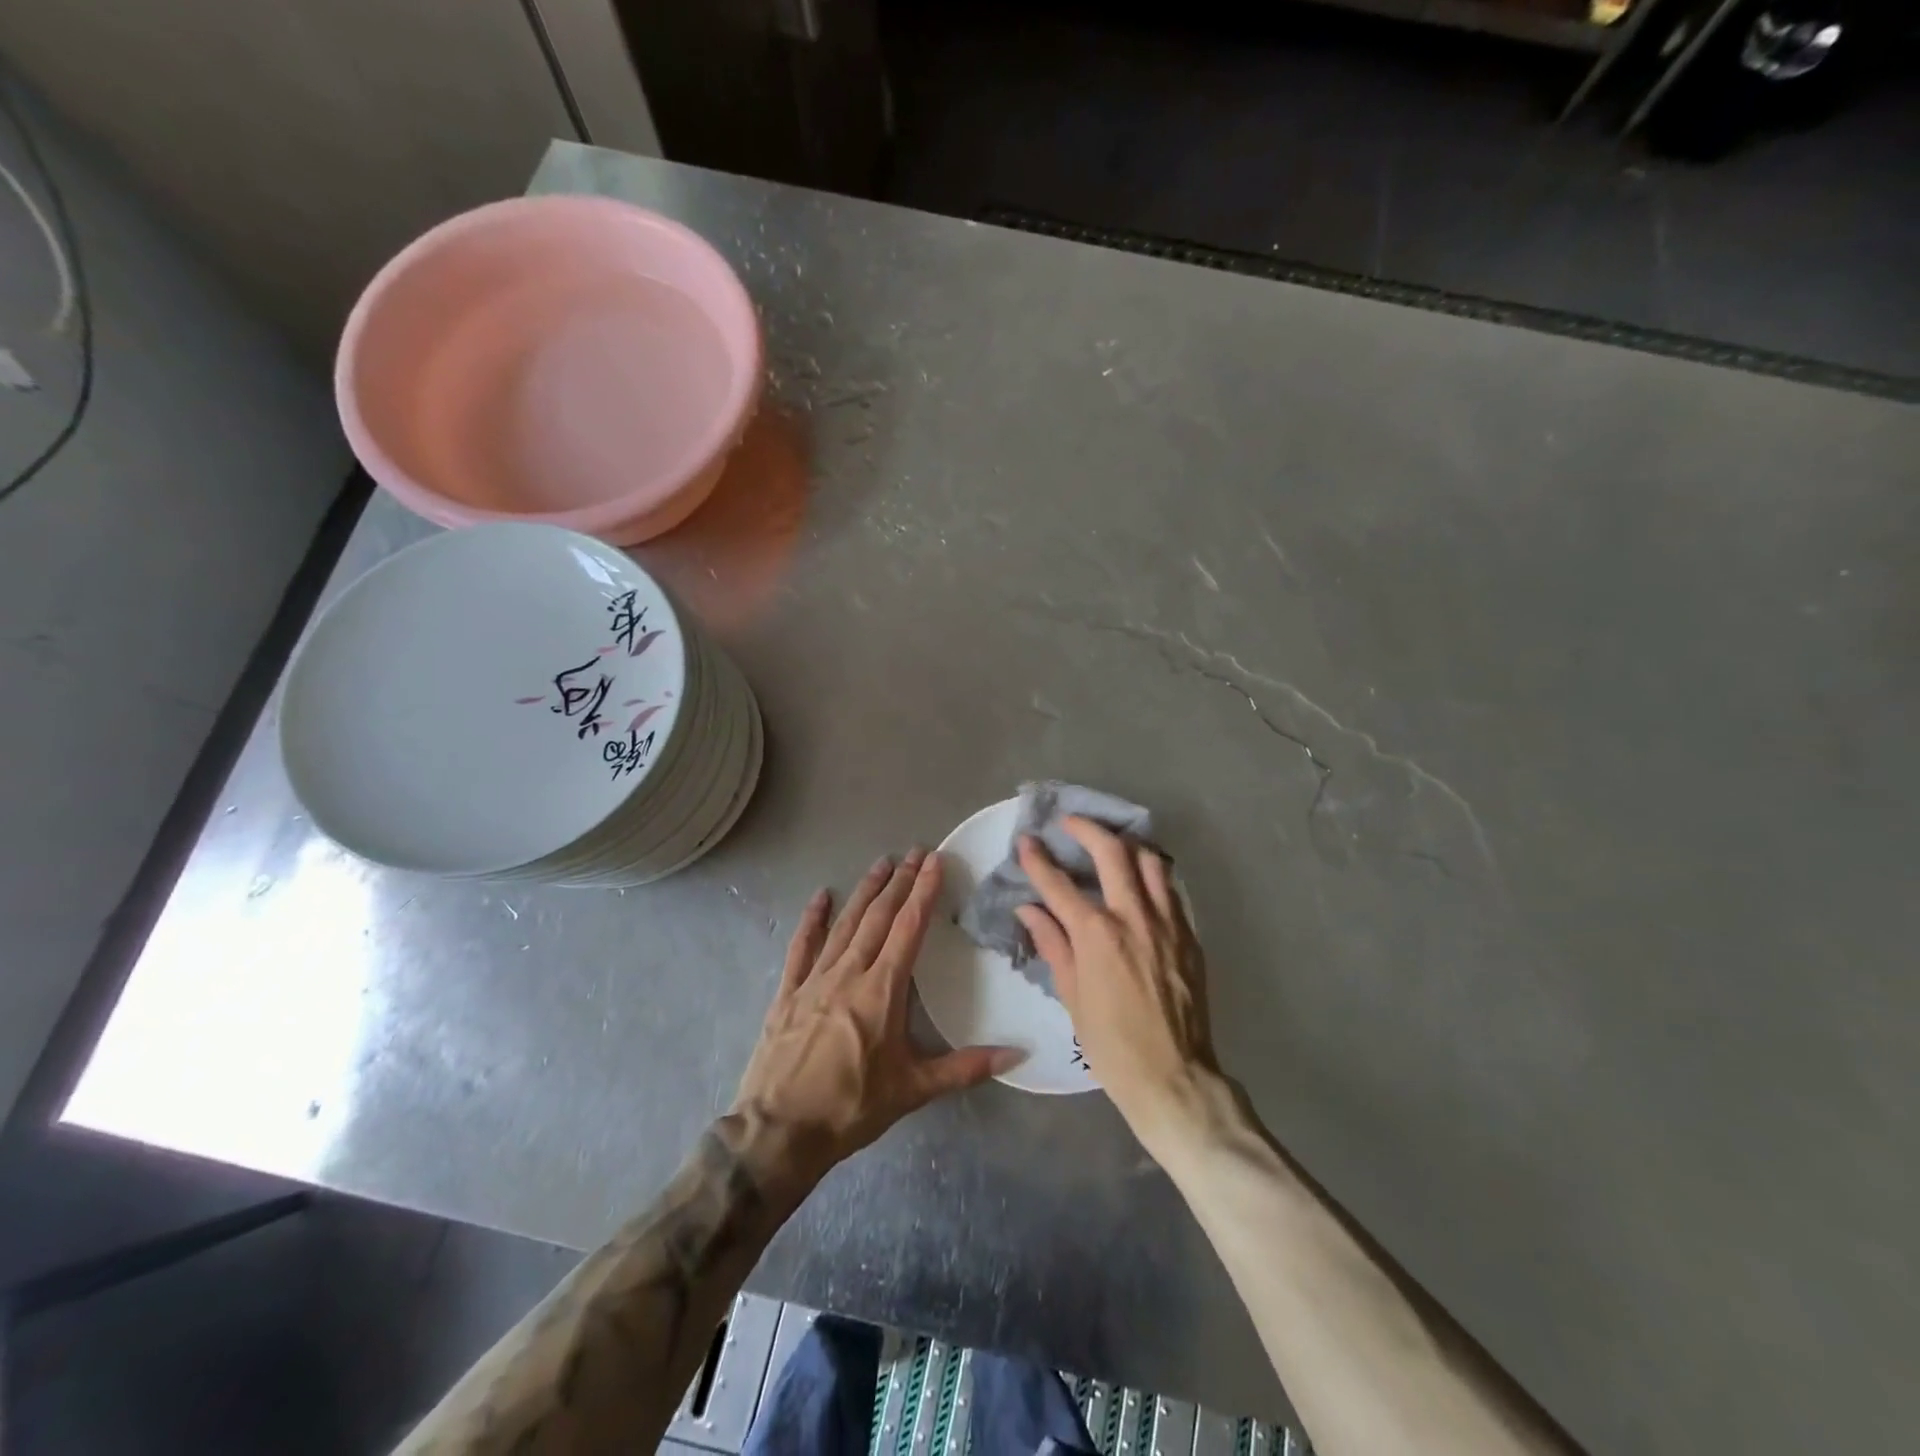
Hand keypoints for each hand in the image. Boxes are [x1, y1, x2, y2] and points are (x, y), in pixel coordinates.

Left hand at [731, 849, 1019, 1187]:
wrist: (778, 1131)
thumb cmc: (851, 1108)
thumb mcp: (913, 1090)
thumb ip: (966, 1068)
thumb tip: (1018, 1054)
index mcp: (882, 991)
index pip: (908, 929)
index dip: (924, 893)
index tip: (936, 862)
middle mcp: (849, 973)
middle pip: (878, 918)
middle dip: (899, 883)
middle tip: (915, 853)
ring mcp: (814, 979)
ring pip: (844, 925)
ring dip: (865, 892)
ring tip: (882, 863)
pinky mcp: (787, 992)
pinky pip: (801, 947)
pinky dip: (812, 920)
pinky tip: (821, 897)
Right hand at [1016, 819, 1220, 1156]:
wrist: (1174, 1077)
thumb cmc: (1111, 1044)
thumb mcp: (1071, 996)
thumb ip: (1052, 944)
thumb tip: (1030, 909)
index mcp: (1097, 935)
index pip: (1059, 884)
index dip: (1038, 859)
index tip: (1027, 840)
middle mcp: (1133, 917)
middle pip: (1112, 852)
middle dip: (1086, 828)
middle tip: (1070, 823)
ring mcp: (1167, 923)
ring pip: (1151, 861)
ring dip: (1127, 845)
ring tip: (1111, 845)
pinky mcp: (1190, 935)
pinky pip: (1170, 890)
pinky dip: (1152, 876)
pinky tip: (1140, 883)